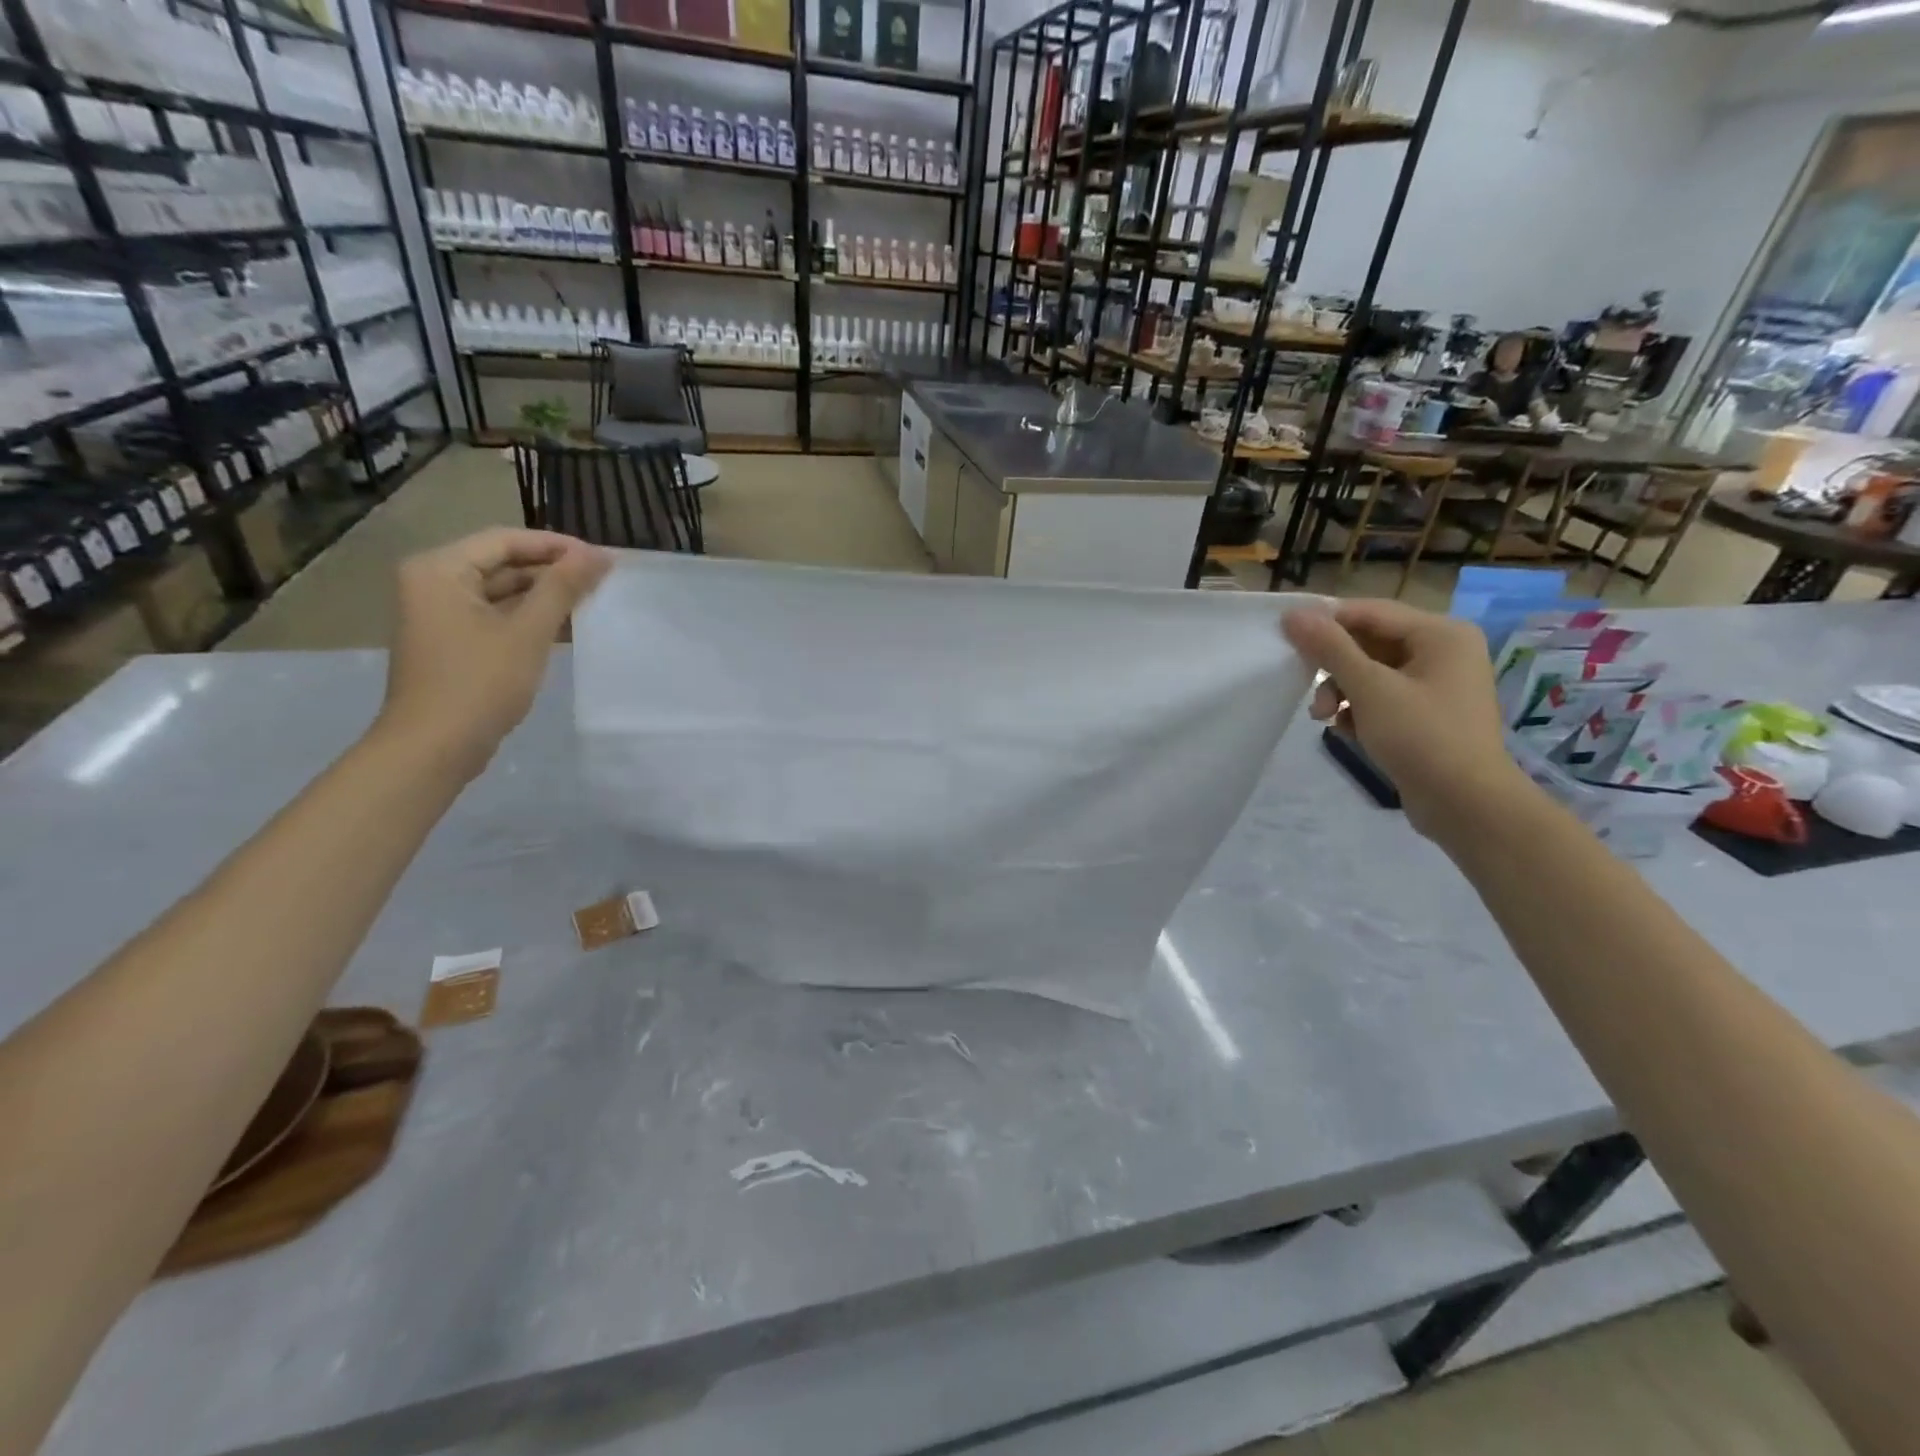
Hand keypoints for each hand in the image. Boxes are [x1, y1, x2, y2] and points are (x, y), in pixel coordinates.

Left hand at [377, 529, 610, 776]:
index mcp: (440, 569)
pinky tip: (568, 628)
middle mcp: (434, 583)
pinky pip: (497, 616)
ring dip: (546, 596)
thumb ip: (562, 588)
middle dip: (553, 571)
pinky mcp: (453, 642)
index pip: (506, 540)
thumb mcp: (528, 631)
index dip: (557, 546)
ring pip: (503, 592)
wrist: (435, 747)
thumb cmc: (479, 683)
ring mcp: (441, 614)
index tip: (603, 558)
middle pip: (503, 563)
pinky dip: (530, 618)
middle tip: (603, 580)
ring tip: (593, 601)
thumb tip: (597, 554)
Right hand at [1283, 599, 1524, 842]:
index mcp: (1441, 633)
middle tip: (1306, 691)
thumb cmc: (1421, 737)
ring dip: (1342, 691)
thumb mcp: (1369, 688)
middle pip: (1370, 642)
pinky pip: (1382, 696)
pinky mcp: (1428, 713)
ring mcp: (1438, 684)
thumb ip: (1330, 648)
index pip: (1369, 612)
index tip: (1286, 639)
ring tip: (1324, 718)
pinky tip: (1348, 730)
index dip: (1325, 622)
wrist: (1466, 804)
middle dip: (1334, 667)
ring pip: (1372, 672)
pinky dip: (1359, 709)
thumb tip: (1293, 615)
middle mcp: (1444, 651)